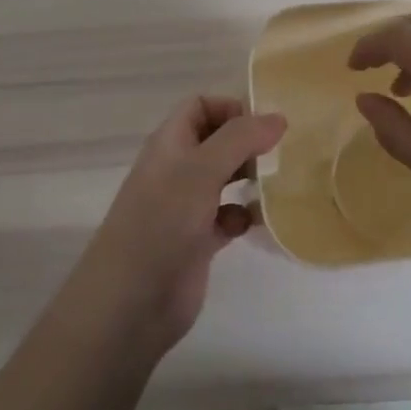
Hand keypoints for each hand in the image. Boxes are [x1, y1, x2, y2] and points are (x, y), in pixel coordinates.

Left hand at [60, 97, 285, 362]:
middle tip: (280, 152)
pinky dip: (244, 215)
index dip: (230, 107)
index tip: (265, 124)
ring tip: (277, 182)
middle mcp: (177, 169)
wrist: (129, 303)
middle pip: (216, 140)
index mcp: (170, 143)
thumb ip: (240, 138)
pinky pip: (227, 217)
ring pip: (224, 178)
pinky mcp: (197, 241)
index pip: (200, 106)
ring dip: (249, 177)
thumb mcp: (202, 170)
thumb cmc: (162, 222)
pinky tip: (258, 221)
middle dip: (247, 142)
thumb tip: (278, 117)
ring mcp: (186, 206)